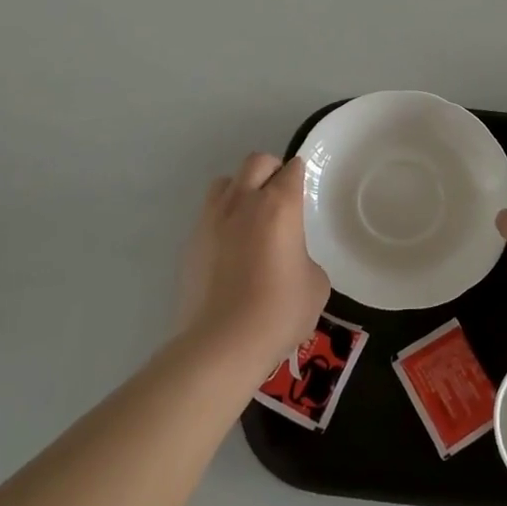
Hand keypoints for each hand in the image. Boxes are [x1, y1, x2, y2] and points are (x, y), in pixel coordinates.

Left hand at [179, 153, 329, 372]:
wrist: (222, 344)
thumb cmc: (279, 311)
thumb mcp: (315, 284)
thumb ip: (305, 257)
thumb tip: (292, 258)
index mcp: (279, 205)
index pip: (292, 170)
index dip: (300, 176)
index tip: (304, 190)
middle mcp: (243, 202)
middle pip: (256, 162)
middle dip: (271, 170)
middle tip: (280, 195)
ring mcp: (212, 220)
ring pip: (225, 182)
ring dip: (241, 189)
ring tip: (250, 216)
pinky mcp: (191, 242)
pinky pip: (209, 214)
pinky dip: (222, 220)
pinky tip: (231, 248)